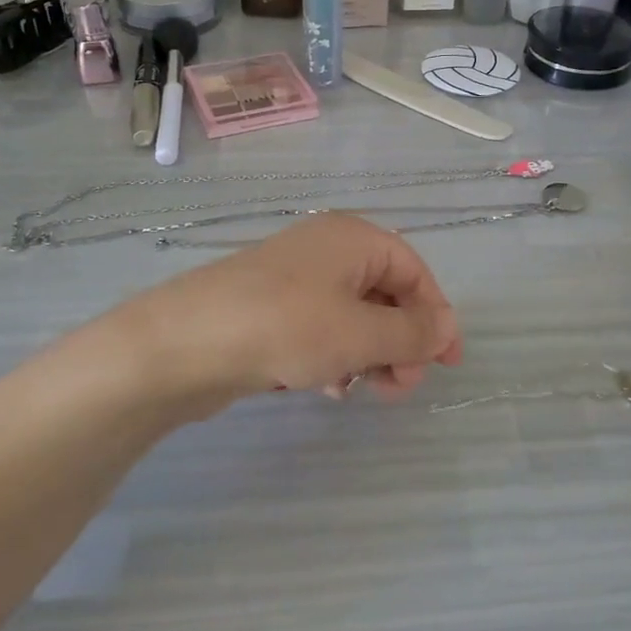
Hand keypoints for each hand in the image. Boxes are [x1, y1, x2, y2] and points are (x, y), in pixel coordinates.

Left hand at [118, 214, 463, 416]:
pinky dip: (336, 355)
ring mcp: (295, 279)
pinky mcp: (271, 309)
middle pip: (385, 293)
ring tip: (367, 391)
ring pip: (353, 316)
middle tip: (403, 385)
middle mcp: (327, 250)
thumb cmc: (285, 327)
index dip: (436, 315)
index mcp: (353, 239)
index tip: (447, 362)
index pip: (414, 271)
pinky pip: (321, 329)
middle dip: (402, 340)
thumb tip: (445, 331)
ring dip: (371, 353)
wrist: (183, 344)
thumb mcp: (360, 333)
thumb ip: (411, 333)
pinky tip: (330, 387)